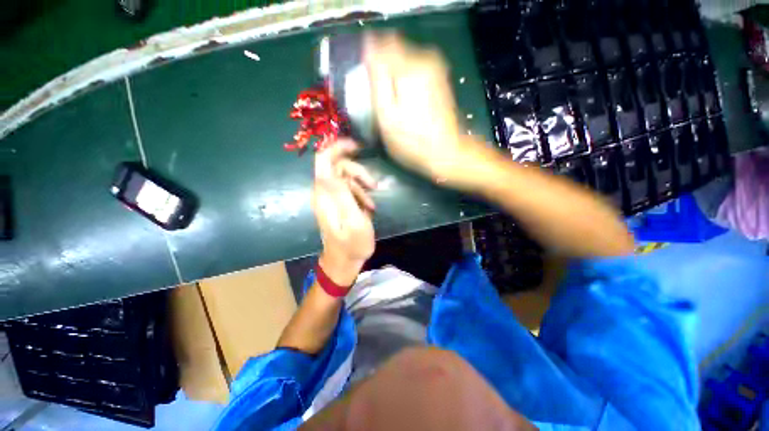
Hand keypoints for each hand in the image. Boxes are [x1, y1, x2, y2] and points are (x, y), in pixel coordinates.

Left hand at [313, 139, 376, 286]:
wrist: (345, 261)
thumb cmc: (352, 244)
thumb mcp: (353, 221)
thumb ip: (343, 195)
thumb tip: (332, 170)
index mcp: (325, 194)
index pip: (324, 160)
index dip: (337, 147)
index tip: (357, 146)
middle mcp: (324, 192)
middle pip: (339, 166)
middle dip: (358, 172)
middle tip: (373, 185)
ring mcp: (331, 197)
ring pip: (346, 177)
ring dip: (362, 186)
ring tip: (372, 203)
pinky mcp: (338, 203)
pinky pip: (349, 188)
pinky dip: (361, 194)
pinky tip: (369, 207)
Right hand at [364, 34, 495, 190]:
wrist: (445, 152)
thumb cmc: (411, 140)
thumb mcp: (386, 115)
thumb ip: (377, 79)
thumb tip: (369, 47)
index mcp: (407, 68)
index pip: (379, 44)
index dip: (370, 61)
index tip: (368, 83)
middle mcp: (424, 59)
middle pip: (393, 50)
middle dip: (383, 69)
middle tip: (381, 98)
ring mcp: (435, 68)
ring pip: (404, 60)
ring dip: (395, 76)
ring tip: (394, 103)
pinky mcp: (440, 78)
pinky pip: (415, 70)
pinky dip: (407, 81)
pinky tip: (407, 103)